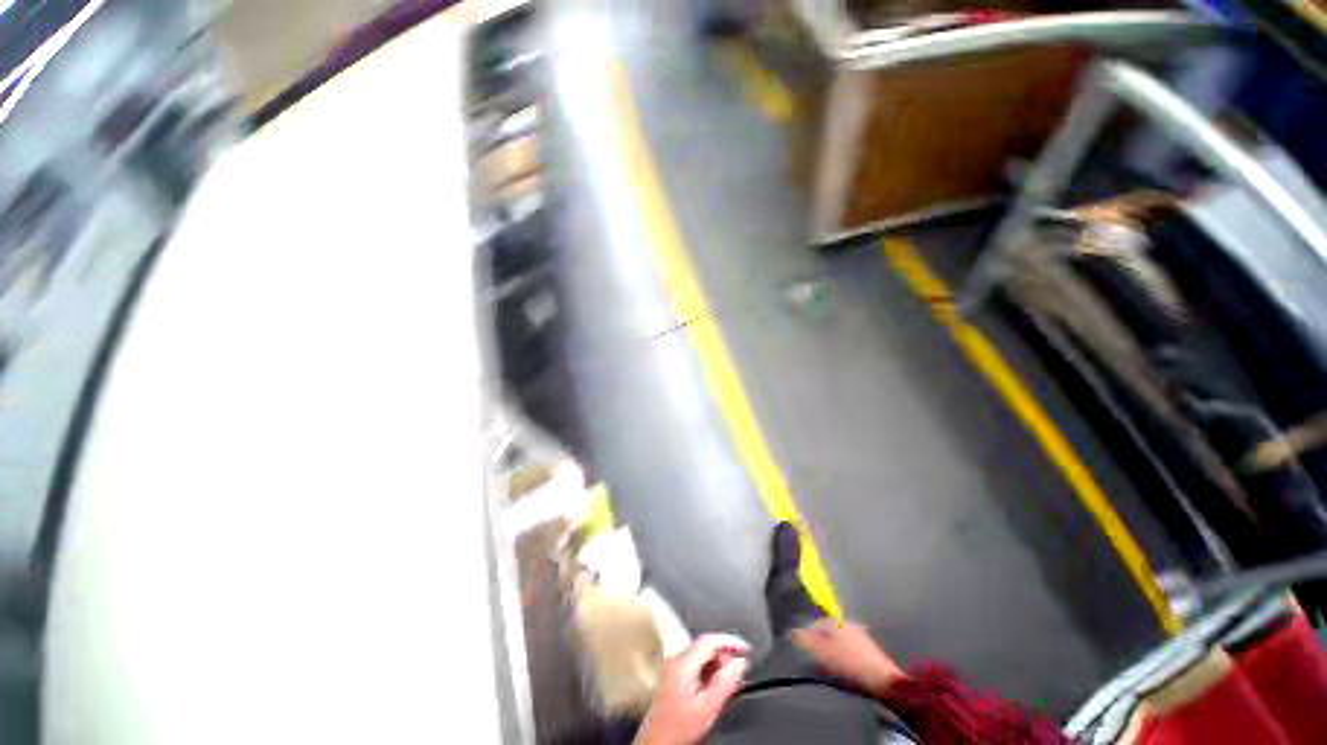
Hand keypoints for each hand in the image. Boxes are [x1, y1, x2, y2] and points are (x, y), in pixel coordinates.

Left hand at [634, 634, 751, 744]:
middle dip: (725, 654)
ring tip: (731, 680)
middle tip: (740, 667)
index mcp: (683, 663)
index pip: (710, 640)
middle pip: (705, 646)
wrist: (658, 743)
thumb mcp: (708, 707)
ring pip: (701, 656)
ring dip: (718, 664)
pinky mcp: (673, 676)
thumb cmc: (677, 730)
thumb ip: (726, 682)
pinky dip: (709, 671)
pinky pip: (696, 665)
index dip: (730, 641)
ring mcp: (672, 667)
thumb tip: (740, 663)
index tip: (745, 648)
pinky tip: (716, 685)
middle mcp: (675, 660)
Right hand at [793, 619, 903, 697]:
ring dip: (833, 652)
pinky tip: (845, 670)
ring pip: (840, 642)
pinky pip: (850, 651)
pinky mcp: (871, 652)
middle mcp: (848, 624)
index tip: (803, 651)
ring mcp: (861, 637)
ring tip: (830, 667)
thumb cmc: (849, 665)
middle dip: (821, 644)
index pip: (815, 623)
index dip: (807, 637)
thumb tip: (793, 631)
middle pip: (828, 632)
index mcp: (835, 621)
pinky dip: (845, 658)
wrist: (884, 681)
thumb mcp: (822, 653)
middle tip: (816, 660)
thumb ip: (805, 640)